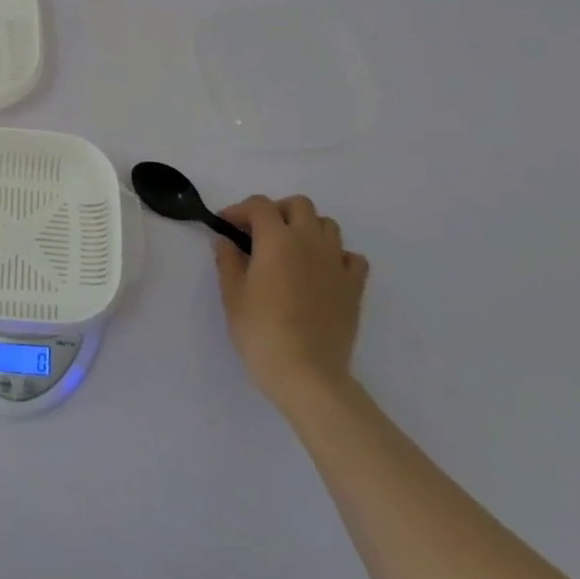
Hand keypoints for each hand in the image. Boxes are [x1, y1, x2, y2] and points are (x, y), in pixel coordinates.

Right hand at [214, 194, 368, 412]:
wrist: (306, 373)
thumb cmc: (260, 331)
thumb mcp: (232, 294)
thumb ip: (228, 261)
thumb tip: (225, 241)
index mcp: (277, 240)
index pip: (259, 205)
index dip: (239, 210)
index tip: (225, 226)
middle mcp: (310, 242)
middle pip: (299, 205)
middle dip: (276, 211)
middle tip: (258, 233)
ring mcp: (336, 263)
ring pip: (327, 225)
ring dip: (306, 228)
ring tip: (289, 249)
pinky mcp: (354, 287)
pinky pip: (351, 256)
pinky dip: (335, 255)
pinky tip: (321, 270)